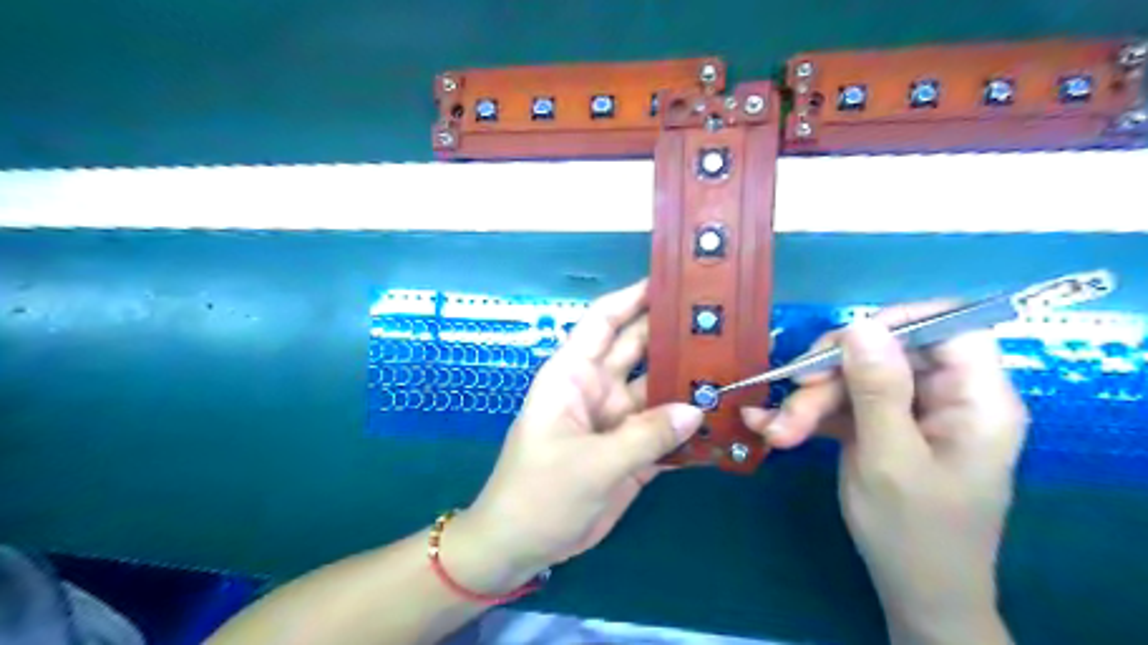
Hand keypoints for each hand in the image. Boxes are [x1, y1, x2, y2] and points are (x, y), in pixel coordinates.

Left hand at [460, 282, 705, 583]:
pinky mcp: (632, 451)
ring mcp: (618, 420)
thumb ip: (645, 436)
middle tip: (724, 322)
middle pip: (641, 350)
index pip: (604, 321)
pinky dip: (690, 427)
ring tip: (738, 368)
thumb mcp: (590, 463)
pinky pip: (666, 430)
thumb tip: (696, 408)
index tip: (675, 282)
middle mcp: (599, 388)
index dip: (634, 297)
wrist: (522, 546)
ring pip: (659, 390)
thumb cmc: (539, 493)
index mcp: (574, 374)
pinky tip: (725, 420)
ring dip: (691, 382)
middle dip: (675, 334)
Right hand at [745, 304, 1031, 641]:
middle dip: (830, 377)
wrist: (913, 593)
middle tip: (790, 401)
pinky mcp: (879, 426)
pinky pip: (840, 405)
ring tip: (775, 433)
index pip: (948, 327)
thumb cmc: (914, 533)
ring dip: (808, 403)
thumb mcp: (889, 458)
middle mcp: (944, 397)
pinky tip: (770, 428)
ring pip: (853, 379)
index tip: (842, 342)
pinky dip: (806, 416)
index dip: (895, 322)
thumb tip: (860, 324)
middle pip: (884, 353)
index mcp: (975, 399)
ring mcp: (908, 411)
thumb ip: (877, 389)